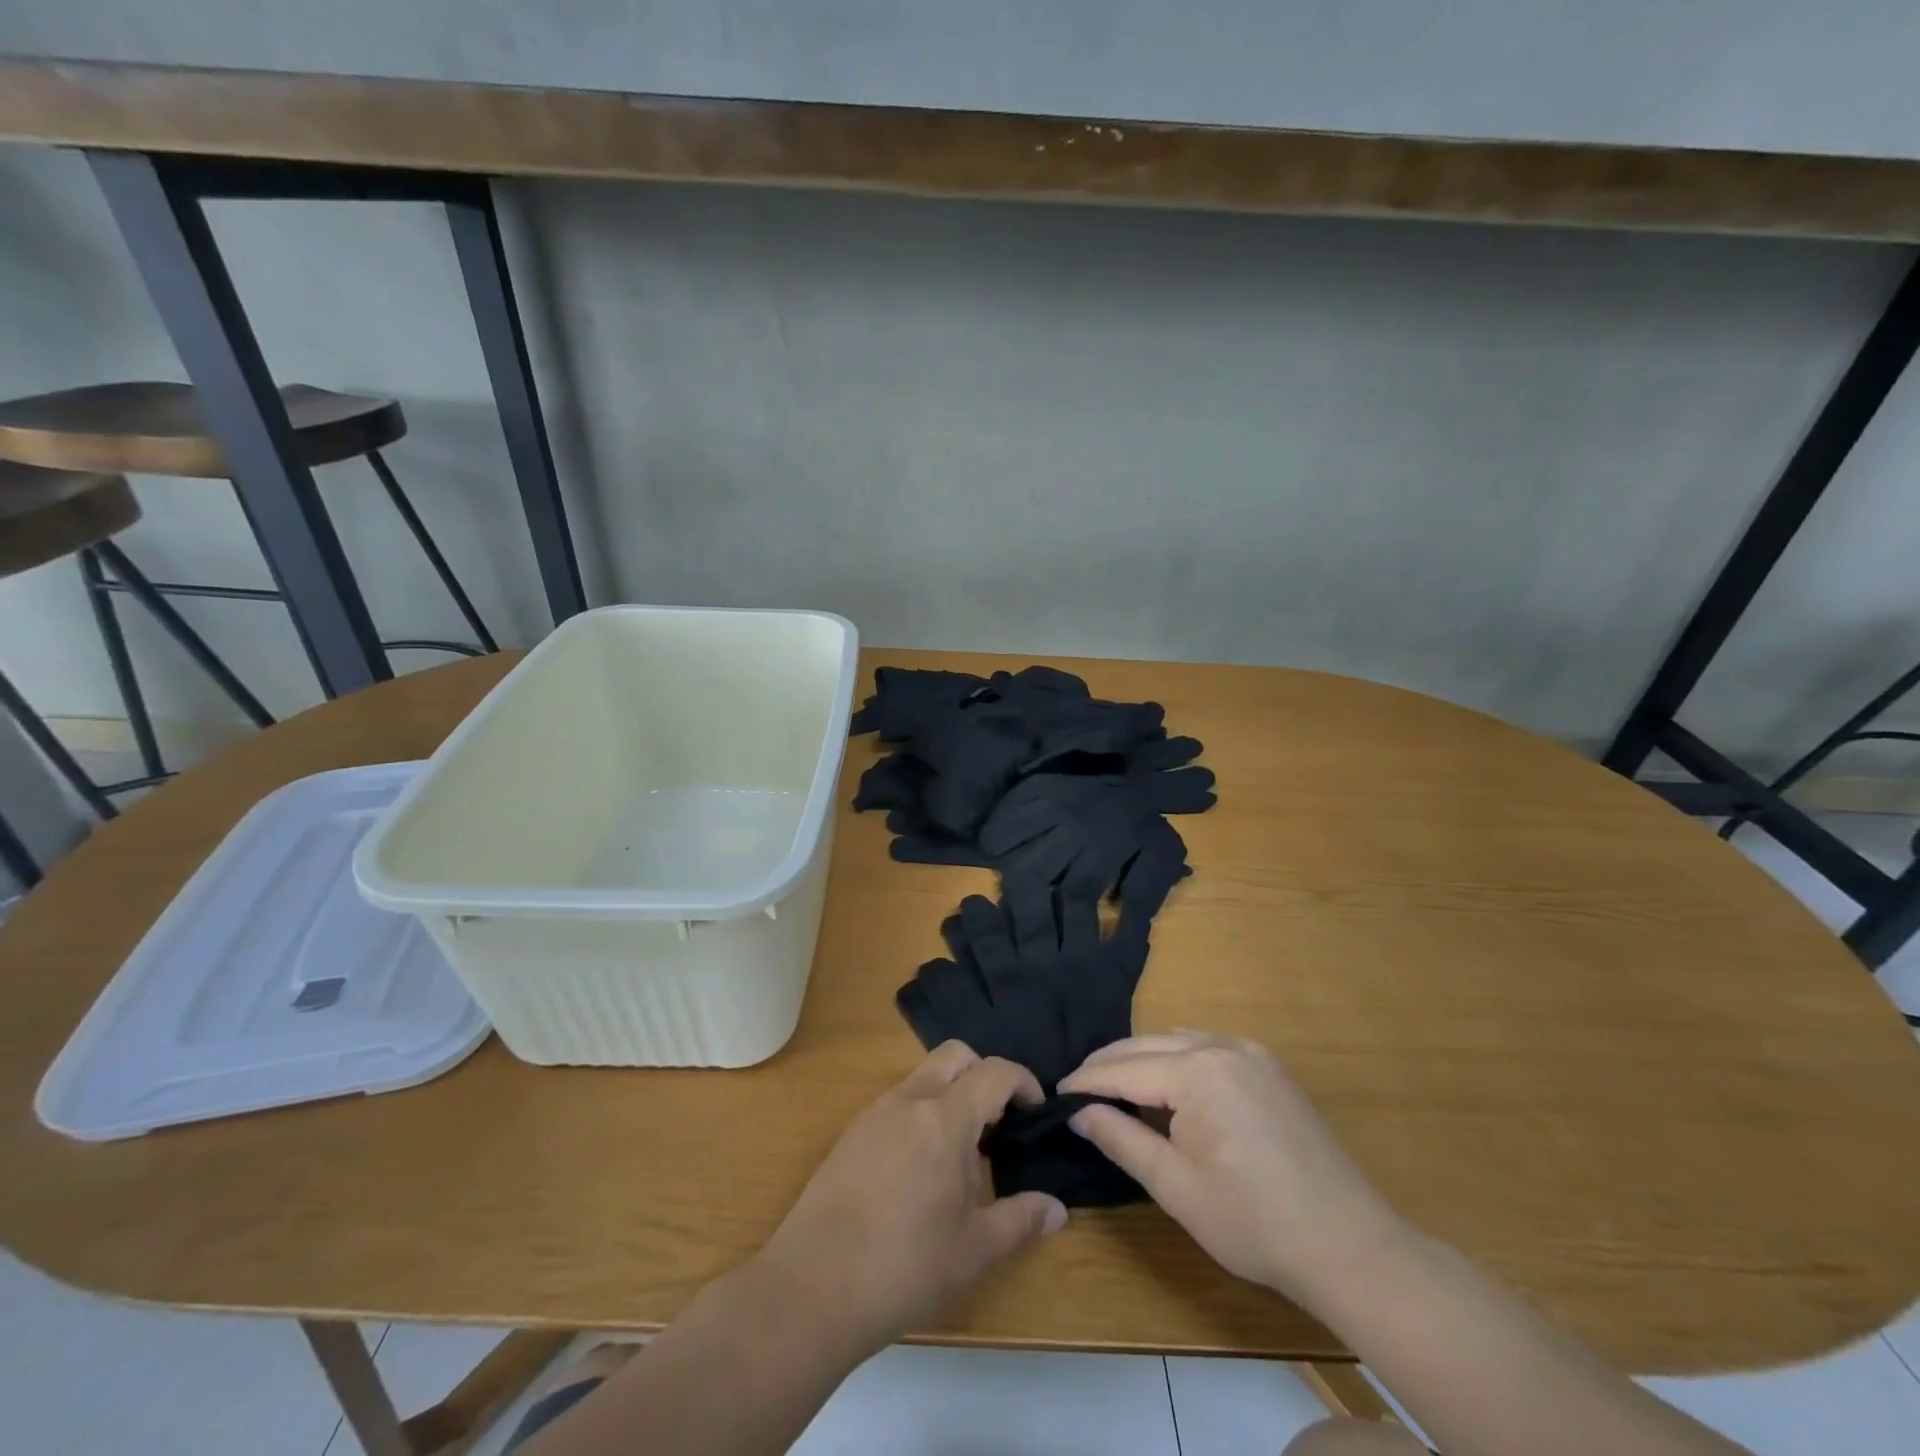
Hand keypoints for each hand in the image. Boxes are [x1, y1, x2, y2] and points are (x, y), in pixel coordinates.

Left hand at [756, 1042, 1068, 1353]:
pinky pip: (898, 1100)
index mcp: (945, 1118)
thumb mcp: (974, 1250)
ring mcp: (876, 1111)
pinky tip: (922, 1166)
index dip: (1024, 1083)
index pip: (995, 1072)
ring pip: (924, 1075)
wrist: (813, 1286)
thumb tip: (1057, 1209)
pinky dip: (922, 1111)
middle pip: (956, 1055)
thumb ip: (1020, 1219)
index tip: (1036, 1112)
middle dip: (985, 1074)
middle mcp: (910, 1100)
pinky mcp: (853, 1131)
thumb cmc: (904, 1267)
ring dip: (952, 1093)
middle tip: (999, 1123)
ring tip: (963, 1151)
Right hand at [1060, 1031, 1406, 1305]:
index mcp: (1197, 1072)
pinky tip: (1168, 1084)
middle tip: (1076, 1090)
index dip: (1086, 1082)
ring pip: (1176, 1041)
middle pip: (1147, 1046)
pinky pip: (1207, 1047)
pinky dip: (1177, 1059)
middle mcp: (1222, 1046)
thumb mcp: (1175, 1187)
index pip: (1123, 1069)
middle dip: (1108, 1065)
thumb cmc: (1253, 1223)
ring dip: (1141, 1059)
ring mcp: (1250, 1053)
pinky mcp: (1269, 1068)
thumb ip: (1121, 1139)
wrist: (1349, 1246)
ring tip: (1114, 1087)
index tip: (1054, 1094)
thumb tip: (1079, 1111)